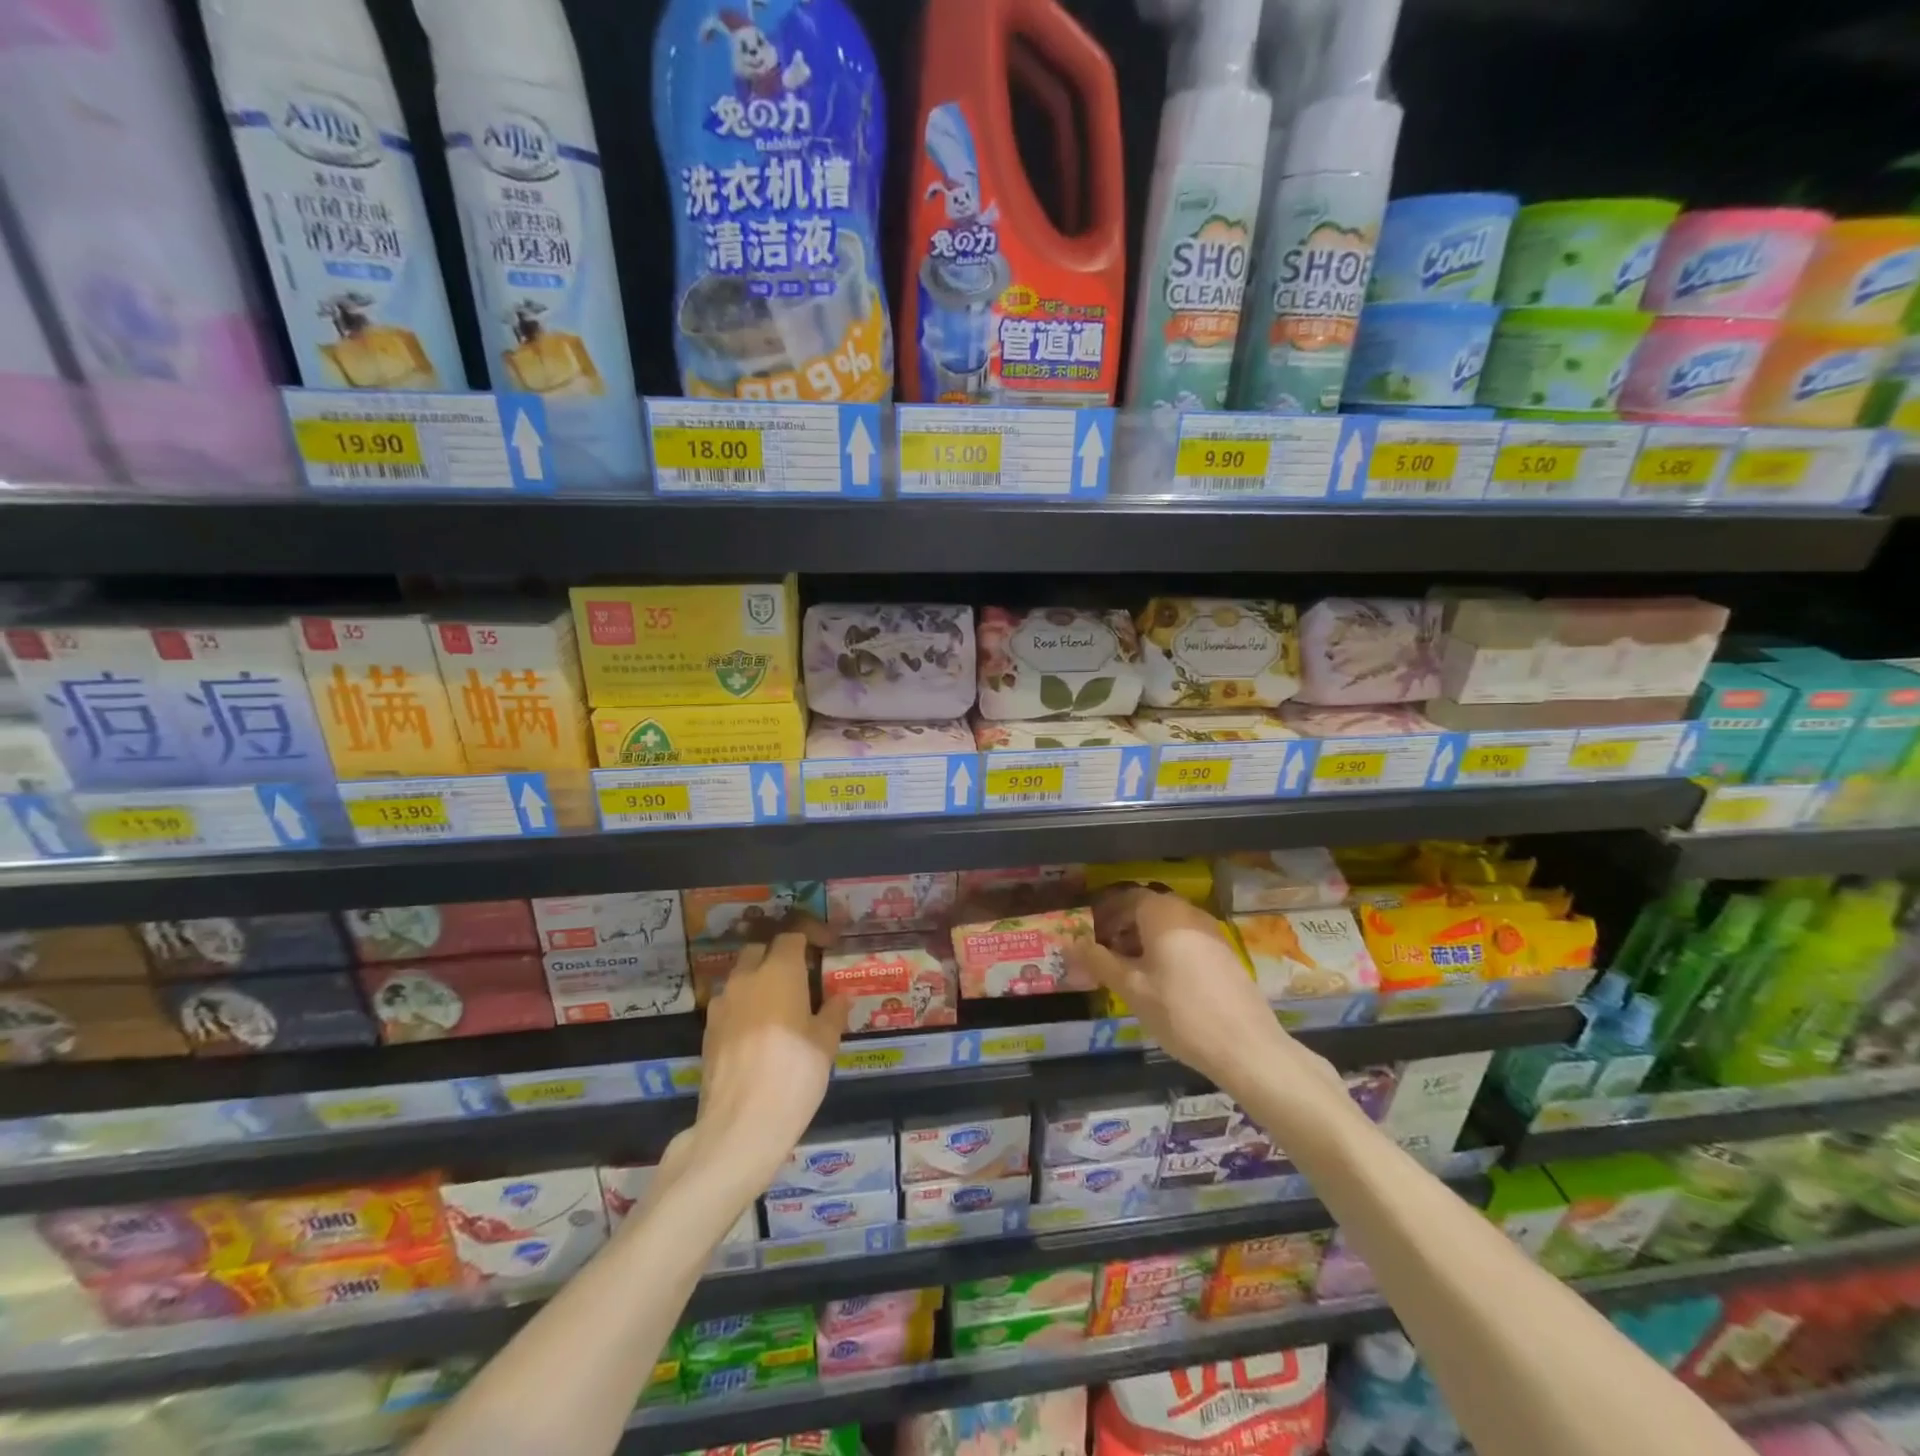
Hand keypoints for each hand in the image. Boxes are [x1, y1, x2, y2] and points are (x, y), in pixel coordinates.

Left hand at [693, 922, 848, 1190]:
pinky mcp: (707, 1031)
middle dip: (779, 954)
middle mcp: (746, 978)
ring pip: (741, 976)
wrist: (740, 1125)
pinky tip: (759, 1032)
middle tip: (801, 974)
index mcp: (779, 971)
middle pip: (760, 949)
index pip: (792, 935)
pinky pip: (730, 1004)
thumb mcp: (826, 1044)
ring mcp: (722, 1004)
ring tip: (780, 1005)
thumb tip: (839, 998)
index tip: (826, 946)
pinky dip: (745, 1006)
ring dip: (759, 980)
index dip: (810, 935)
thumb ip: (833, 1013)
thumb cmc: (794, 1075)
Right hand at [1073, 889, 1310, 1092]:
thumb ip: (1099, 961)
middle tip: (1104, 952)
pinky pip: (1186, 939)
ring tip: (1129, 969)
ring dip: (1144, 938)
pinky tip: (1161, 980)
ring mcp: (1211, 933)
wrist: (1247, 1047)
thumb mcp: (1132, 988)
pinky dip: (1167, 949)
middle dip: (1123, 925)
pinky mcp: (1225, 954)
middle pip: (1148, 908)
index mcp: (1162, 913)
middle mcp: (1188, 913)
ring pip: (1168, 924)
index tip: (1089, 933)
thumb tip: (1070, 943)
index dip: (1104, 912)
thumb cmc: (1180, 1012)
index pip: (1126, 897)